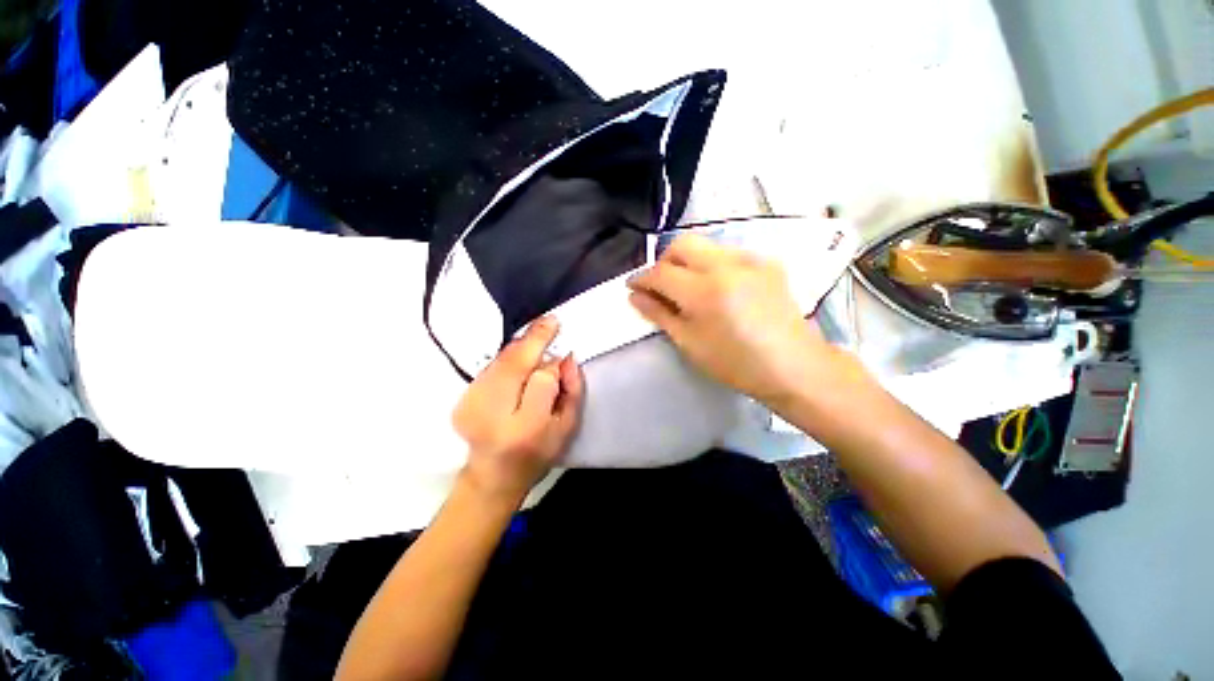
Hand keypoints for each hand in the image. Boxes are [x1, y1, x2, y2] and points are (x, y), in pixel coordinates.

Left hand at [453, 317, 583, 502]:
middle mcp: (492, 415)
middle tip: (551, 321)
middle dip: (533, 340)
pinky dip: (508, 358)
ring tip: (537, 337)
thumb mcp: (567, 427)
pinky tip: (519, 359)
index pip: (541, 381)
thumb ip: (572, 391)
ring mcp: (471, 406)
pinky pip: (490, 367)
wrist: (494, 475)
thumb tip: (567, 357)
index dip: (552, 364)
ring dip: (521, 346)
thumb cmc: (538, 453)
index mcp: (525, 430)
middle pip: (513, 364)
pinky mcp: (461, 400)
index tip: (560, 347)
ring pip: (500, 362)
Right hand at [627, 233, 833, 405]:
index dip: (641, 278)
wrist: (794, 366)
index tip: (632, 287)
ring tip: (687, 288)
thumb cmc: (736, 363)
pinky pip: (727, 253)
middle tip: (659, 285)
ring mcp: (750, 259)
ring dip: (687, 262)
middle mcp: (726, 265)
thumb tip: (635, 296)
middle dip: (663, 261)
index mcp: (704, 291)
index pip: (660, 273)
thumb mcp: (690, 342)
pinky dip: (712, 265)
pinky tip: (716, 288)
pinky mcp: (766, 262)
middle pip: (681, 244)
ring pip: (705, 246)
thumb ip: (659, 314)